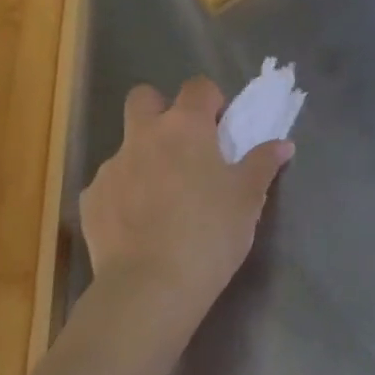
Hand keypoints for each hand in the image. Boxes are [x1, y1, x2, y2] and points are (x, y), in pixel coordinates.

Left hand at [80, 77, 292, 330]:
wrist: (149, 287)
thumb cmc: (209, 234)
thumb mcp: (248, 199)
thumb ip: (263, 164)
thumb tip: (283, 144)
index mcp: (185, 126)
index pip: (198, 86)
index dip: (211, 100)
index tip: (220, 126)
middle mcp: (144, 135)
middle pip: (144, 97)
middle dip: (160, 110)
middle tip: (181, 145)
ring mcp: (112, 166)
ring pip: (125, 144)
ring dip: (143, 157)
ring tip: (161, 197)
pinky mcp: (91, 199)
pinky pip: (109, 184)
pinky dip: (123, 194)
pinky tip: (137, 224)